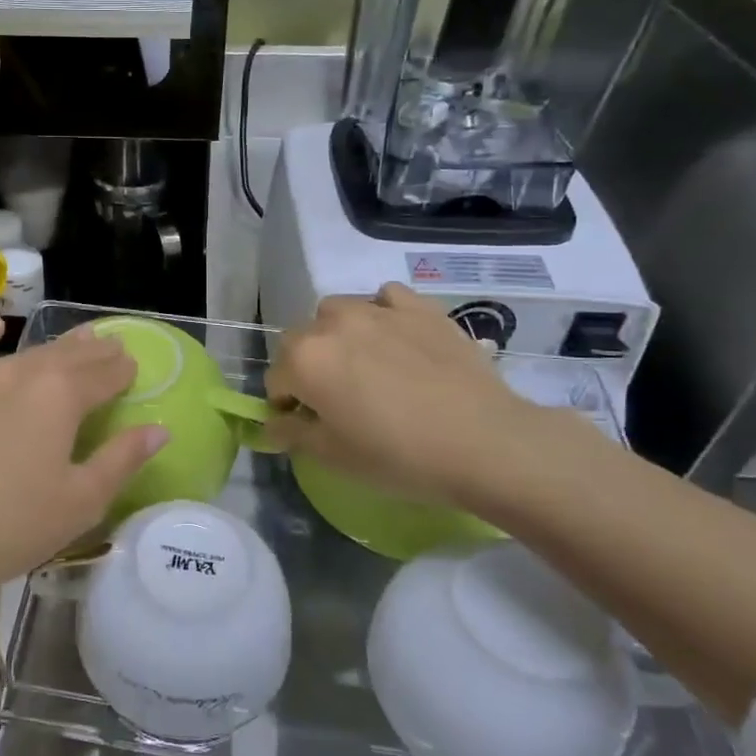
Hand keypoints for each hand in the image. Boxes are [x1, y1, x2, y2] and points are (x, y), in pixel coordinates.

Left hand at [0, 320, 166, 604]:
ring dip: (55, 345)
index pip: (104, 374)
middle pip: (67, 356)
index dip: (123, 370)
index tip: (134, 367)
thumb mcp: (79, 502)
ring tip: (74, 341)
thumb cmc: (7, 528)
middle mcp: (21, 373)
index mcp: (61, 397)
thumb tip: (159, 429)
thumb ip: (122, 460)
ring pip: (25, 351)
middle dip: (95, 351)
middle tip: (112, 347)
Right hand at [265, 283, 576, 510]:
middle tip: (336, 398)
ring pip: (337, 312)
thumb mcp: (334, 457)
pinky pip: (385, 299)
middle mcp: (332, 324)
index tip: (308, 424)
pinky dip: (381, 313)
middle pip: (301, 340)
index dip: (287, 404)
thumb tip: (272, 425)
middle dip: (307, 365)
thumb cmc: (398, 455)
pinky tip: (396, 338)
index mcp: (305, 359)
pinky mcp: (418, 306)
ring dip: (337, 335)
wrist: (483, 441)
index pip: (276, 378)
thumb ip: (293, 434)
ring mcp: (377, 309)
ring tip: (364, 364)